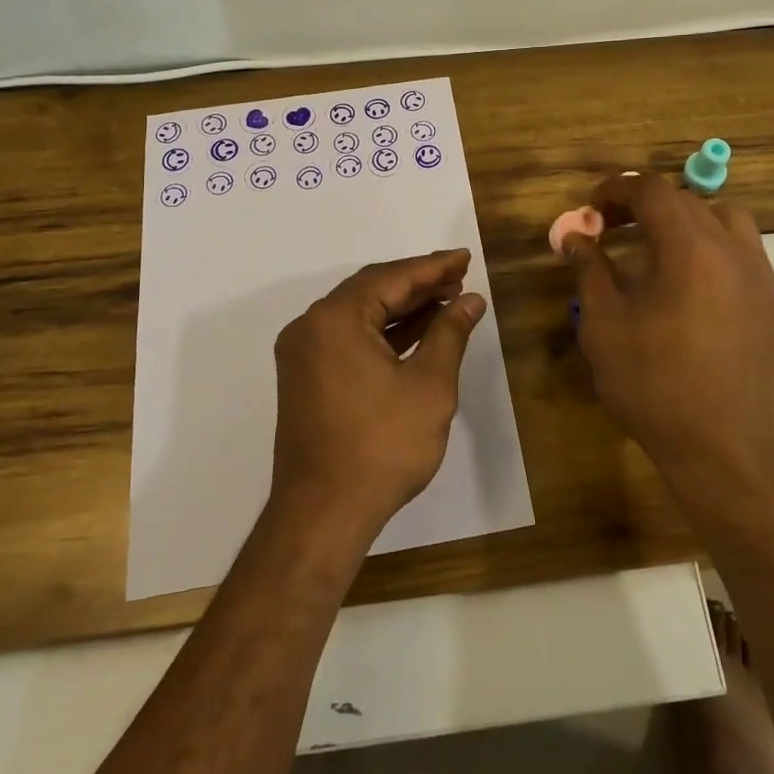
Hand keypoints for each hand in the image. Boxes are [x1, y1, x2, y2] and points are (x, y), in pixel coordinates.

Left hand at [270, 249, 486, 540]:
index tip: (465, 258)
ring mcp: (303, 354)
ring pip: (360, 315)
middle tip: (459, 278)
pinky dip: (382, 333)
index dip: (433, 267)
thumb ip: (450, 334)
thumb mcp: (429, 385)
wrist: (323, 515)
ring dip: (402, 308)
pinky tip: (417, 334)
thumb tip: (470, 300)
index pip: (391, 277)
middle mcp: (311, 327)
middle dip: (418, 284)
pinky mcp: (306, 378)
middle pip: (371, 291)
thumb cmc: (381, 446)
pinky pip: (348, 339)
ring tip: (446, 302)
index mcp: (334, 319)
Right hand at [562, 174, 773, 490]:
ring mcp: (759, 274)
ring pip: (724, 217)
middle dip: (644, 204)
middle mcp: (732, 248)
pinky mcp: (771, 301)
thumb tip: (574, 237)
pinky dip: (712, 244)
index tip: (590, 209)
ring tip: (657, 245)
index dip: (616, 190)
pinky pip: (742, 249)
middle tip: (611, 227)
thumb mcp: (604, 324)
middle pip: (686, 200)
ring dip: (686, 218)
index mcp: (689, 247)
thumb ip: (589, 270)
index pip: (652, 190)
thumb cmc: (653, 384)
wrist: (723, 447)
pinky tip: (690, 280)